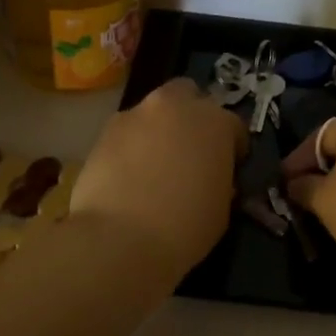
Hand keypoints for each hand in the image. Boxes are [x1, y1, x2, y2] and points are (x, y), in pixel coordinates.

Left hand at [71, 78, 245, 276]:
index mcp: (214, 122)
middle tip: (190, 152)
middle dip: (191, 117)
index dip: (233, 147)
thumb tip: (211, 178)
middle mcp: (174, 107)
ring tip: (154, 167)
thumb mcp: (221, 208)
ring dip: (158, 131)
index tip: (229, 167)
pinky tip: (129, 177)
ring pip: (152, 113)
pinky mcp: (102, 133)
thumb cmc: (184, 228)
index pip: (233, 125)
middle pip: (188, 96)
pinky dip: (131, 147)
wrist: (119, 239)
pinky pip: (126, 133)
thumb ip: (220, 180)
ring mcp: (134, 115)